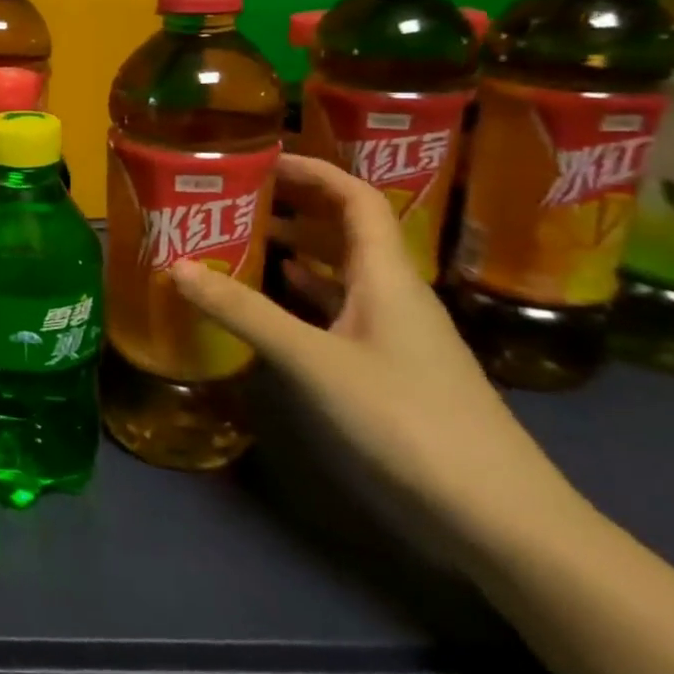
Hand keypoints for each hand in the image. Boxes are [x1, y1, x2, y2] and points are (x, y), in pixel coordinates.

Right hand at [168, 154, 576, 565]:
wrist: (498, 516)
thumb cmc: (407, 419)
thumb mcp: (314, 361)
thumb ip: (244, 312)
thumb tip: (175, 266)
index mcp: (387, 276)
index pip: (356, 199)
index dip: (313, 170)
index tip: (260, 156)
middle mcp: (393, 293)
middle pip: (346, 229)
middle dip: (294, 204)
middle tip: (235, 194)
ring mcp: (393, 332)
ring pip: (340, 270)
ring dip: (294, 248)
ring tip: (238, 237)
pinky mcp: (386, 366)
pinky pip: (338, 308)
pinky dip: (302, 292)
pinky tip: (271, 297)